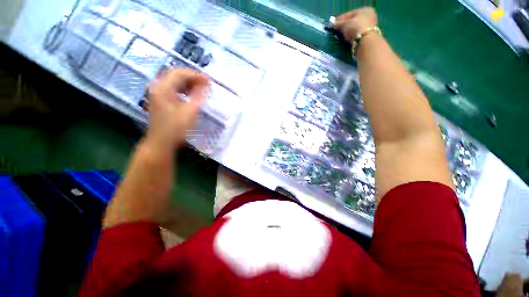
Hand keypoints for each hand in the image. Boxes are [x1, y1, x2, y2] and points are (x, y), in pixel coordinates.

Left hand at [146, 67, 208, 150]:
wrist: (159, 145)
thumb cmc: (174, 129)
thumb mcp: (190, 111)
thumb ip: (199, 94)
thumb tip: (205, 83)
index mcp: (163, 87)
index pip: (181, 73)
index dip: (196, 75)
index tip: (208, 81)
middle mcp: (158, 87)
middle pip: (176, 74)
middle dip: (192, 77)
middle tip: (204, 84)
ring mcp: (156, 93)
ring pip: (173, 80)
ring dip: (187, 82)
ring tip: (199, 89)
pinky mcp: (157, 99)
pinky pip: (170, 87)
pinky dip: (181, 88)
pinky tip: (189, 94)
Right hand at [334, 7, 377, 41]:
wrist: (367, 41)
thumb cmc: (355, 27)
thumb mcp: (343, 24)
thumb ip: (338, 23)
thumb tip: (334, 25)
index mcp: (365, 10)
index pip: (349, 14)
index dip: (340, 19)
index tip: (334, 24)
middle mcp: (370, 17)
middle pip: (354, 21)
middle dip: (346, 26)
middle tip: (338, 30)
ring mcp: (373, 27)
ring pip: (358, 28)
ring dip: (350, 31)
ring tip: (343, 36)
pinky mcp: (373, 37)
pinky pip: (361, 34)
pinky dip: (355, 36)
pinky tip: (349, 39)